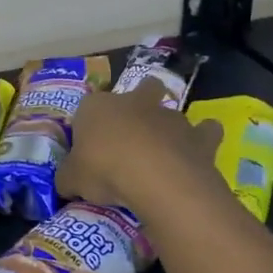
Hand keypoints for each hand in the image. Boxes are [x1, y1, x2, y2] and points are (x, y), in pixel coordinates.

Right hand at [57, 78, 223, 213]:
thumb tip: (67, 183)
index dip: (88, 126)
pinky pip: (205, 132)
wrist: (155, 178)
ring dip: (167, 128)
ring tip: (162, 155)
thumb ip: (69, 177)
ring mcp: (169, 116)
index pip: (87, 108)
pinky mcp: (198, 136)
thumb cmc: (104, 169)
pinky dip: (203, 139)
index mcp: (96, 106)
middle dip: (140, 102)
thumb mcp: (71, 179)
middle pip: (141, 88)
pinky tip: (195, 155)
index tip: (88, 149)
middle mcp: (134, 102)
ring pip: (171, 111)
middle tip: (132, 133)